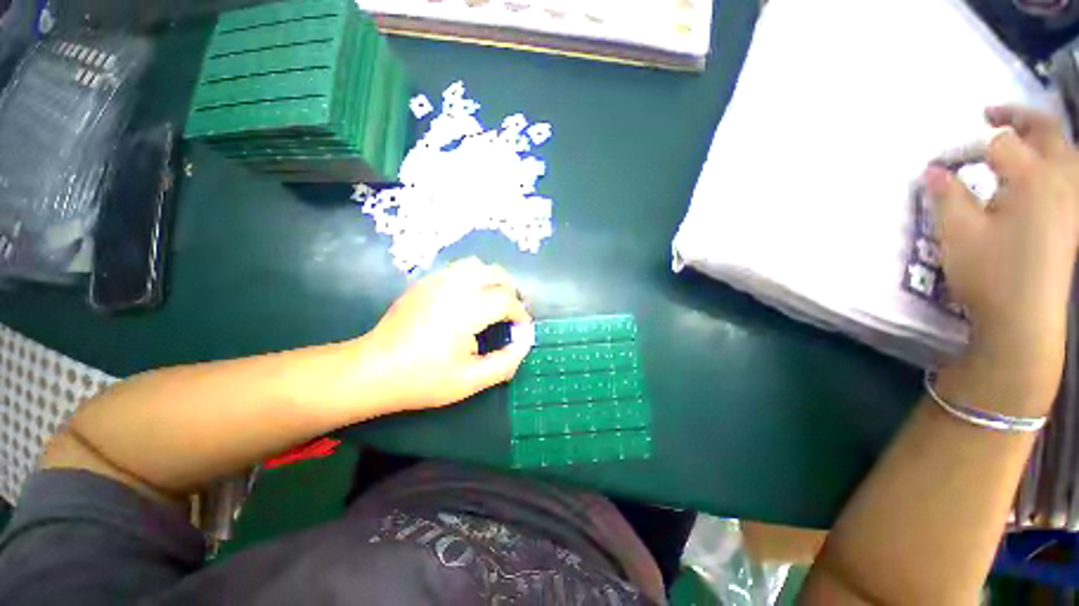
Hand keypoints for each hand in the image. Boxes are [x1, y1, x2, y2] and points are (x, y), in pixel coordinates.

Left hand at [359, 258, 532, 411]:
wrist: (372, 371)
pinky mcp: (423, 283)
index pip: (506, 300)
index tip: (521, 328)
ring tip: (495, 300)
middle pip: (495, 273)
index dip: (520, 313)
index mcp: (464, 311)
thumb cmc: (422, 379)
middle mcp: (452, 288)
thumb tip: (524, 342)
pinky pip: (457, 269)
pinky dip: (473, 278)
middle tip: (513, 311)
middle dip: (512, 290)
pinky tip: (470, 299)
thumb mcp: (470, 381)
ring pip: (476, 265)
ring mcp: (435, 281)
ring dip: (493, 280)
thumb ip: (505, 362)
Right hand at [927, 106, 1078, 414]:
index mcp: (1033, 180)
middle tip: (989, 112)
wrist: (1025, 321)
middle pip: (1046, 130)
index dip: (969, 149)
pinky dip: (1055, 160)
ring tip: (1018, 137)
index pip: (999, 144)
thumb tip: (934, 170)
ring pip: (1066, 150)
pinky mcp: (1074, 219)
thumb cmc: (991, 274)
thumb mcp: (958, 234)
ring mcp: (1073, 200)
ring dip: (1042, 135)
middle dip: (1017, 116)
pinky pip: (1071, 173)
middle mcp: (1061, 180)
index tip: (943, 167)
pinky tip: (1040, 169)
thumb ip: (947, 195)